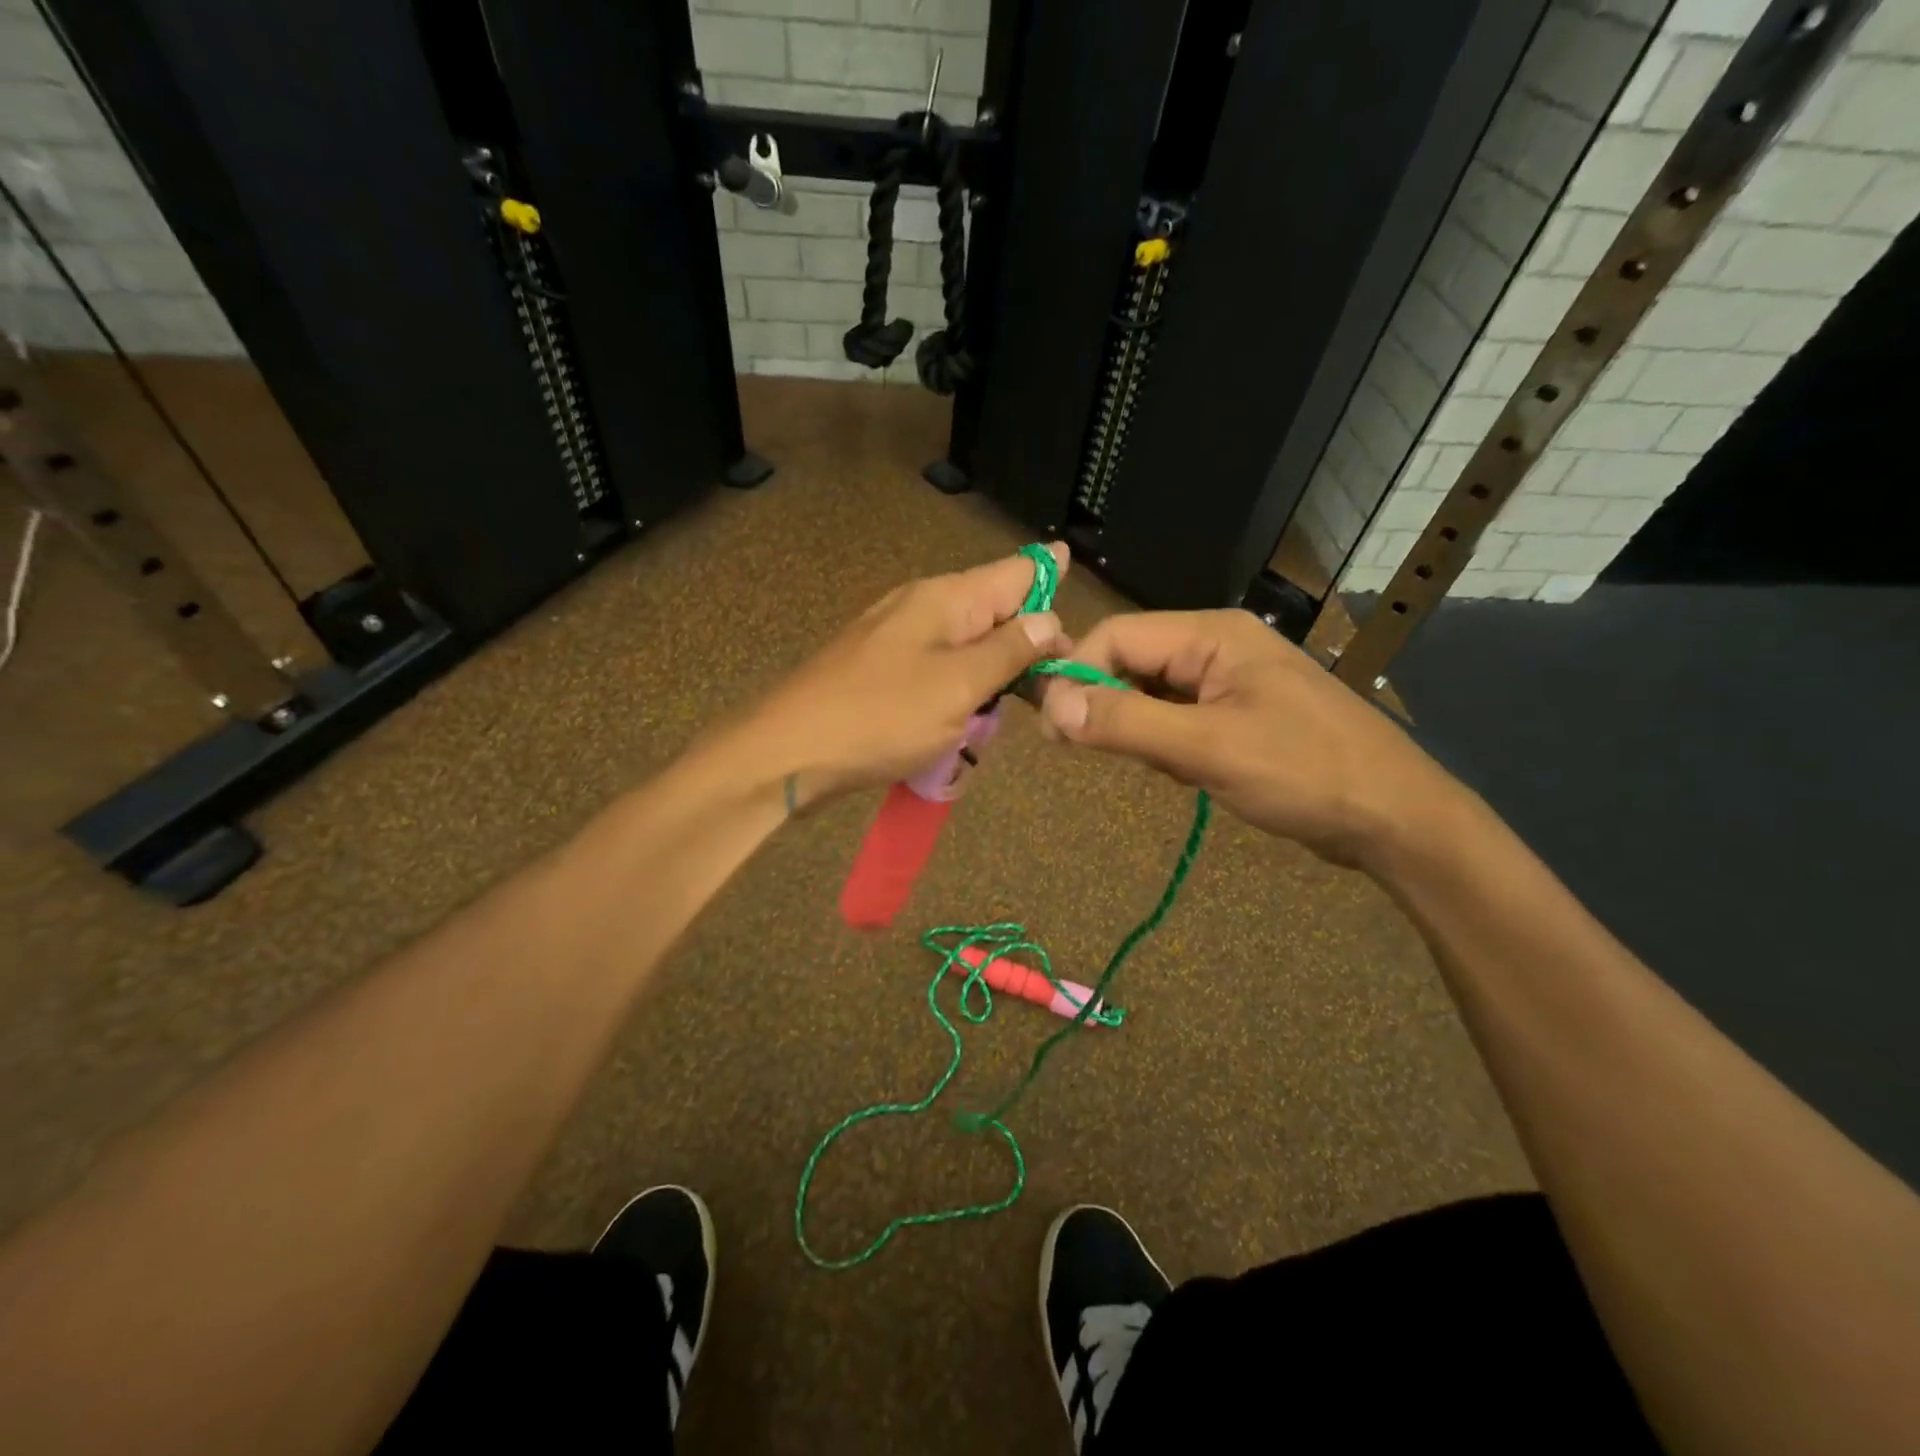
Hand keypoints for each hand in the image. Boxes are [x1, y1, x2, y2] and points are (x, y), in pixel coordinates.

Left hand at [739, 544, 1070, 803]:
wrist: (788, 753)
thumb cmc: (881, 716)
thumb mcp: (958, 685)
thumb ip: (1008, 650)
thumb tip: (1049, 619)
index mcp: (946, 598)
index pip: (1016, 571)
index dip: (1052, 582)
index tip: (1080, 611)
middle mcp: (922, 606)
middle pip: (993, 609)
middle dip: (1027, 640)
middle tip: (1054, 681)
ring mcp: (897, 639)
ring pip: (966, 644)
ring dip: (992, 672)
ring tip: (1013, 705)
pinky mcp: (881, 672)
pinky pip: (937, 670)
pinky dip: (960, 690)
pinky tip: (964, 718)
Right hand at [1035, 609, 1465, 866]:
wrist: (1396, 818)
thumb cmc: (1304, 772)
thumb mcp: (1207, 748)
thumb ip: (1125, 722)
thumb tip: (1051, 705)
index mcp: (1212, 635)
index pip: (1117, 634)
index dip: (1077, 674)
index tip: (1053, 729)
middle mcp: (1218, 646)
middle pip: (1132, 661)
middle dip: (1112, 707)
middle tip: (1106, 756)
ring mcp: (1231, 681)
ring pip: (1152, 694)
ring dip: (1143, 732)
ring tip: (1172, 769)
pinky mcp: (1239, 714)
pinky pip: (1178, 719)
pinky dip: (1168, 746)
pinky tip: (1191, 775)